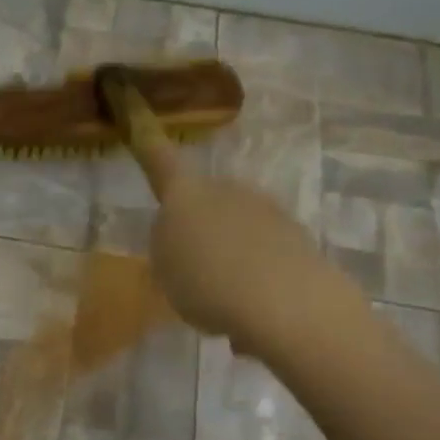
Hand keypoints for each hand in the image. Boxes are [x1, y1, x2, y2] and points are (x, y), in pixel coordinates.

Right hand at [130, 127, 337, 352]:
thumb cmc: (208, 282)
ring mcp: (268, 212)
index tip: (141, 118)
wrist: (287, 303)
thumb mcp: (165, 270)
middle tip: (190, 275)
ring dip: (229, 262)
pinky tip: (252, 321)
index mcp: (186, 194)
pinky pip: (264, 261)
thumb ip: (170, 246)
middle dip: (199, 230)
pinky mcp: (298, 241)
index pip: (161, 161)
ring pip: (237, 234)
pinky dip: (255, 284)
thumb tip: (187, 240)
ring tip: (223, 309)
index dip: (150, 145)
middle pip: (205, 203)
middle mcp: (229, 191)